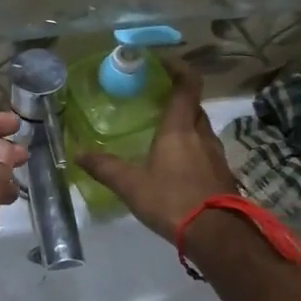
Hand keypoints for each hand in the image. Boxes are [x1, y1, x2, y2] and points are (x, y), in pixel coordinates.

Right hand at [77, 60, 238, 239]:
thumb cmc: (172, 200)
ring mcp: (216, 155)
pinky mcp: (223, 175)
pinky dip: (192, 149)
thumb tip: (78, 153)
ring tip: (163, 134)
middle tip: (156, 102)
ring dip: (186, 126)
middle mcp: (202, 135)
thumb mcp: (131, 185)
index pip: (188, 85)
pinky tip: (176, 166)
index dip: (179, 69)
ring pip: (201, 130)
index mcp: (180, 128)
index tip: (163, 63)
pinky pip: (206, 151)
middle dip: (178, 100)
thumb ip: (105, 167)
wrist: (217, 236)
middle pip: (194, 107)